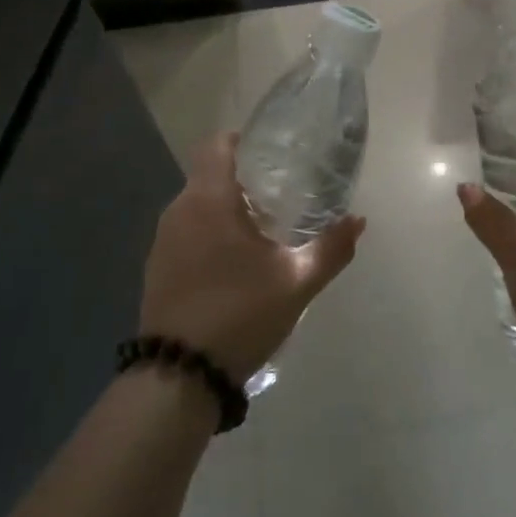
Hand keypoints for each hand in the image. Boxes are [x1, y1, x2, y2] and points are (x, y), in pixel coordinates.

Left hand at [141, 132, 365, 384]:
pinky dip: (210, 234)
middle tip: (281, 194)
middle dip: (243, 179)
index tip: (274, 155)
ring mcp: (163, 240)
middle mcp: (179, 209)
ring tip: (262, 229)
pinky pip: (187, 232)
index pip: (218, 145)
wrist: (179, 374)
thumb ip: (330, 248)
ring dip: (226, 209)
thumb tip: (358, 221)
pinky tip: (234, 263)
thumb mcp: (296, 282)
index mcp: (208, 199)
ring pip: (197, 205)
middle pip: (209, 174)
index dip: (244, 141)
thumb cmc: (240, 314)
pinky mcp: (157, 267)